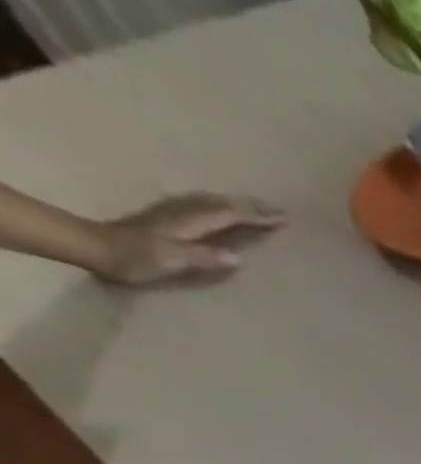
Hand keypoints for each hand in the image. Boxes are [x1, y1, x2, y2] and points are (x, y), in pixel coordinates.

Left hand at [94, 192, 285, 283]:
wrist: (93, 247)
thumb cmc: (135, 257)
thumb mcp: (171, 260)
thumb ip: (203, 257)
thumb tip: (238, 258)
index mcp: (190, 222)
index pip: (230, 215)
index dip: (258, 216)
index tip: (284, 218)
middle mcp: (183, 212)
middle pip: (222, 204)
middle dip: (252, 207)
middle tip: (279, 210)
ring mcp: (173, 213)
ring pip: (212, 203)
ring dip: (236, 205)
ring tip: (257, 208)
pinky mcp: (166, 219)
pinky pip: (202, 207)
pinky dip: (219, 207)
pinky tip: (222, 211)